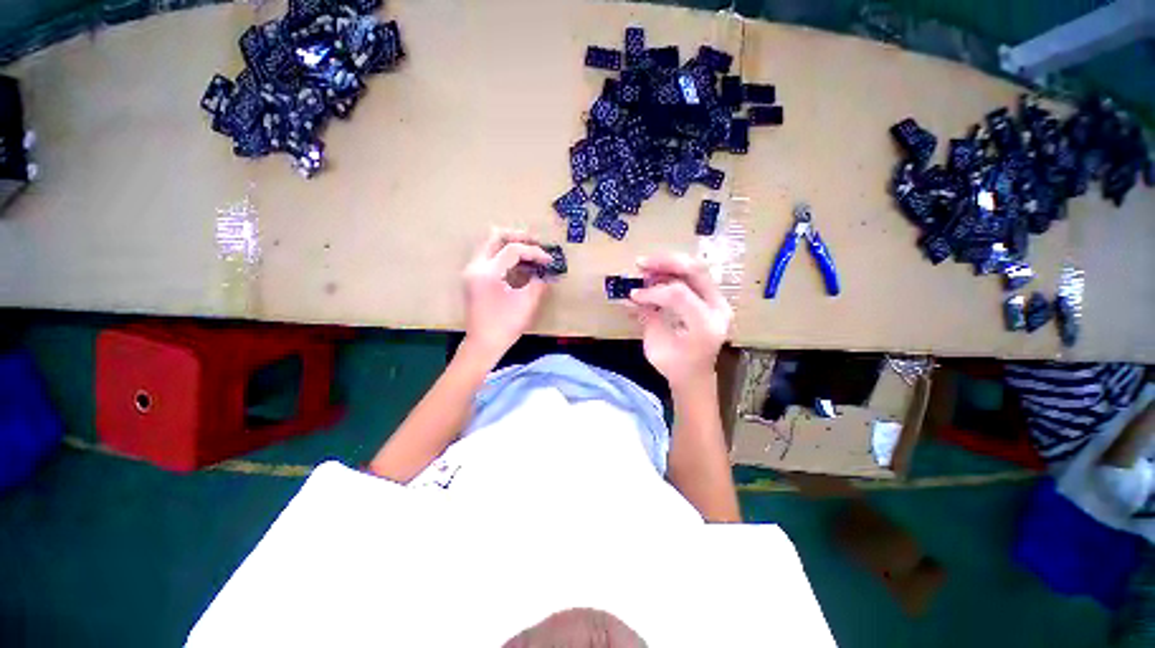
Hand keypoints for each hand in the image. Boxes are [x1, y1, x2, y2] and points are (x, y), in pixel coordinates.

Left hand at [462, 228, 551, 362]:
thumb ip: (539, 282)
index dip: (534, 252)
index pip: (513, 249)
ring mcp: (472, 271)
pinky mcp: (473, 277)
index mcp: (489, 272)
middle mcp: (476, 266)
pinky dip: (504, 254)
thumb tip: (547, 271)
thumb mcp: (527, 303)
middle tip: (537, 244)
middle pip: (496, 236)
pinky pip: (489, 255)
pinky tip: (519, 264)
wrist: (483, 343)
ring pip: (490, 244)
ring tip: (530, 252)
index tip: (548, 260)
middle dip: (519, 237)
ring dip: (511, 244)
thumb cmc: (506, 325)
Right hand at [628, 253, 731, 392]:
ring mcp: (719, 302)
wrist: (696, 377)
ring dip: (669, 265)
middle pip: (695, 271)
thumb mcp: (655, 345)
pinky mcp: (713, 299)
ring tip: (646, 269)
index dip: (652, 291)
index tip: (633, 294)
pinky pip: (694, 277)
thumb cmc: (675, 366)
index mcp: (704, 325)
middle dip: (665, 262)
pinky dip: (674, 272)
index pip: (678, 294)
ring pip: (696, 269)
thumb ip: (647, 317)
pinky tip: (655, 276)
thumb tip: (631, 296)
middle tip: (641, 263)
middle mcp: (718, 309)